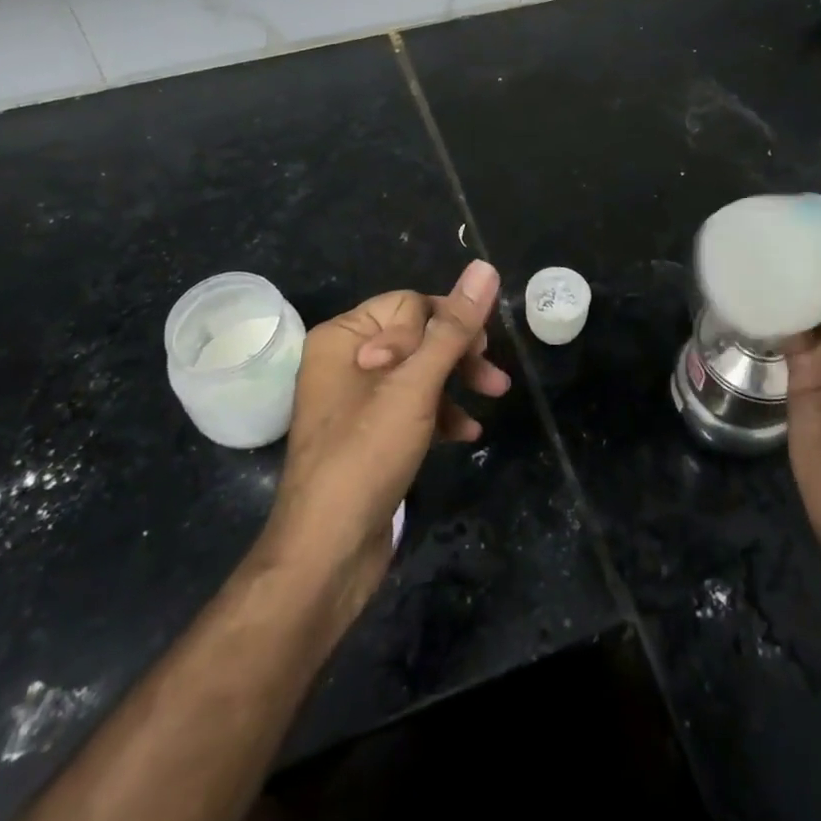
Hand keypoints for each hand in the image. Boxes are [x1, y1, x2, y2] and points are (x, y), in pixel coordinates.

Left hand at [260, 261, 508, 624]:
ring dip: (456, 383)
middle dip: (458, 354)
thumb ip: (452, 327)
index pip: (410, 304)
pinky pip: (410, 406)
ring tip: (492, 400)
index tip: (478, 352)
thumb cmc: (366, 454)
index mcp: (343, 336)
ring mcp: (355, 399)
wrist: (326, 553)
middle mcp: (345, 359)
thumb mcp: (415, 385)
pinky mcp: (368, 434)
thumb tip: (484, 267)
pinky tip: (467, 433)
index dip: (446, 325)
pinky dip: (439, 413)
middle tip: (494, 378)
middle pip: (416, 336)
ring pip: (418, 372)